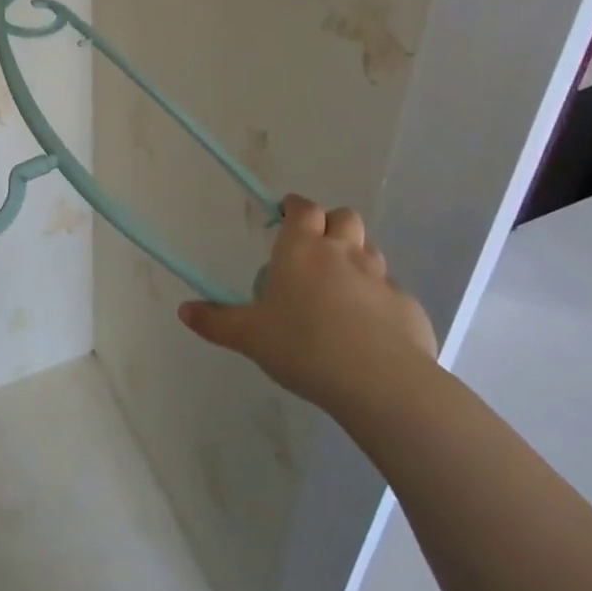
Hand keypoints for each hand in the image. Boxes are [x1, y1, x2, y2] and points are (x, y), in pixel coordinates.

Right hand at [179, 195, 435, 423]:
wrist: (380, 382)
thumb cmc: (304, 346)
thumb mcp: (250, 337)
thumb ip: (216, 322)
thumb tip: (184, 311)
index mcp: (302, 249)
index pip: (302, 208)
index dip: (294, 208)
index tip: (284, 217)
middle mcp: (343, 253)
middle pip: (343, 217)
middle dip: (330, 225)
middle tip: (314, 251)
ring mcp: (380, 278)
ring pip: (370, 250)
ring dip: (356, 257)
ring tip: (339, 289)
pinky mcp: (407, 306)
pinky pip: (390, 291)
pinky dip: (378, 300)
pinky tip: (369, 330)